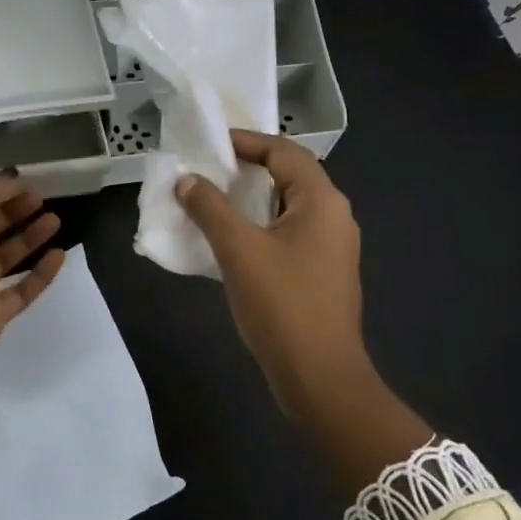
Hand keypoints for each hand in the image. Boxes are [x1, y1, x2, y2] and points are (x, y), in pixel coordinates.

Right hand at [174, 131, 367, 418]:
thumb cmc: (282, 305)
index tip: (208, 144)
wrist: (320, 378)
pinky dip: (258, 226)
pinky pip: (287, 233)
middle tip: (205, 170)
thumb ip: (210, 208)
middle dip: (246, 169)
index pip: (283, 151)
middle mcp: (333, 216)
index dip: (246, 141)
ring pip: (286, 207)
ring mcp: (330, 247)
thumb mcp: (238, 250)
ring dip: (250, 199)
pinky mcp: (321, 272)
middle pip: (288, 176)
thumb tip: (187, 180)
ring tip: (210, 200)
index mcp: (322, 201)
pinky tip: (229, 240)